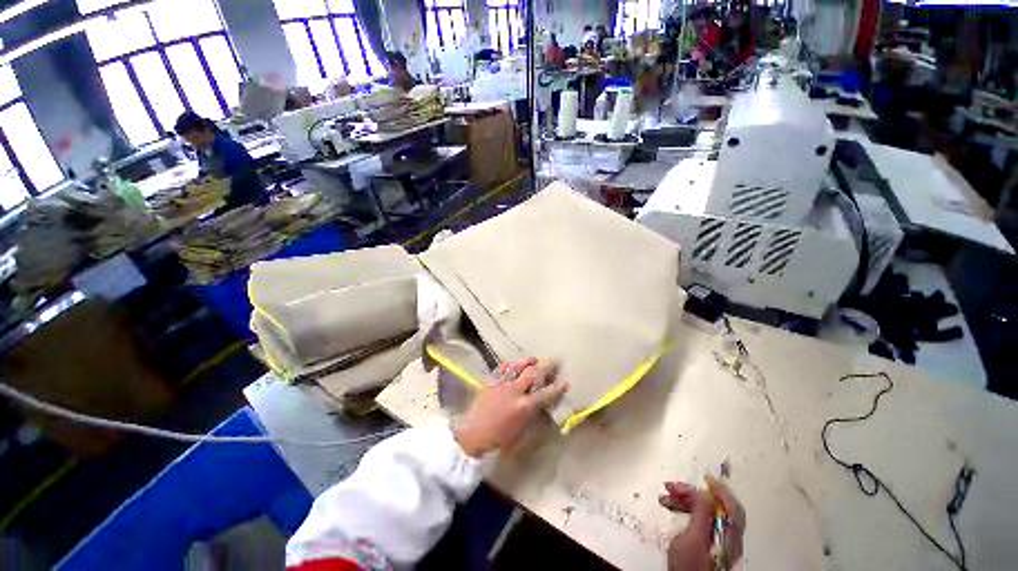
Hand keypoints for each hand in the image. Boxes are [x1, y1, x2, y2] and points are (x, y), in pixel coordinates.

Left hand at [452, 358, 568, 457]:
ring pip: (517, 365)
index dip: (558, 387)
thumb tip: (545, 407)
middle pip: (534, 373)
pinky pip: (503, 367)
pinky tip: (515, 364)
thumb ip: (535, 417)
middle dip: (547, 366)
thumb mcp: (522, 434)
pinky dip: (511, 363)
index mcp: (524, 407)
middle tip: (554, 360)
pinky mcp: (491, 381)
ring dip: (528, 361)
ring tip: (534, 360)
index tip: (566, 381)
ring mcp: (501, 383)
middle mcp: (514, 391)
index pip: (546, 393)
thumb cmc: (499, 440)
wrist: (472, 436)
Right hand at [660, 477, 744, 570]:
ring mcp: (719, 543)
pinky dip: (688, 509)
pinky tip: (674, 506)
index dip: (721, 491)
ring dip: (687, 499)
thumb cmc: (689, 568)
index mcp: (728, 538)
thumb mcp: (691, 539)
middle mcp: (728, 540)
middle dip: (694, 493)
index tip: (704, 478)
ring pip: (708, 513)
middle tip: (672, 486)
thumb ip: (700, 514)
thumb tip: (701, 492)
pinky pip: (702, 520)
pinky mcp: (708, 545)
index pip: (732, 508)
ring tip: (668, 495)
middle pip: (718, 508)